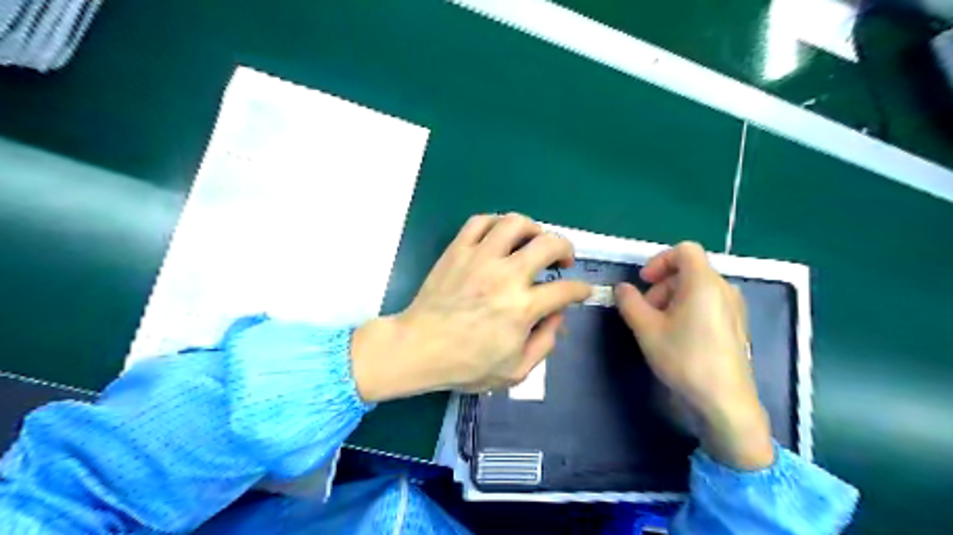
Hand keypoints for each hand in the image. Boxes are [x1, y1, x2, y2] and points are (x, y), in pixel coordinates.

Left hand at [350, 214, 588, 401]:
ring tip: (534, 241)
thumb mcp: (516, 370)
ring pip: (515, 223)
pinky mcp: (458, 250)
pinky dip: (496, 222)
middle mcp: (506, 276)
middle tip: (563, 259)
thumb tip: (558, 316)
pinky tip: (500, 235)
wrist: (419, 348)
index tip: (581, 290)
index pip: (566, 290)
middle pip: (548, 244)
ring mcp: (480, 258)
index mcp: (523, 308)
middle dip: (566, 248)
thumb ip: (545, 342)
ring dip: (533, 228)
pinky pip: (480, 221)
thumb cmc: (466, 364)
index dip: (581, 289)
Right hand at [620, 241, 772, 469]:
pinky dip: (688, 308)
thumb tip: (621, 288)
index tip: (643, 283)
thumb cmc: (684, 358)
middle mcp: (723, 288)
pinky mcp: (735, 325)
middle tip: (646, 311)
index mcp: (703, 282)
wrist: (725, 401)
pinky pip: (708, 303)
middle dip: (662, 284)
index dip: (659, 261)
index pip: (684, 250)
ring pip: (697, 287)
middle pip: (689, 270)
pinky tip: (678, 336)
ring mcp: (733, 307)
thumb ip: (629, 302)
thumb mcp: (646, 329)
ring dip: (672, 298)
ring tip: (659, 325)